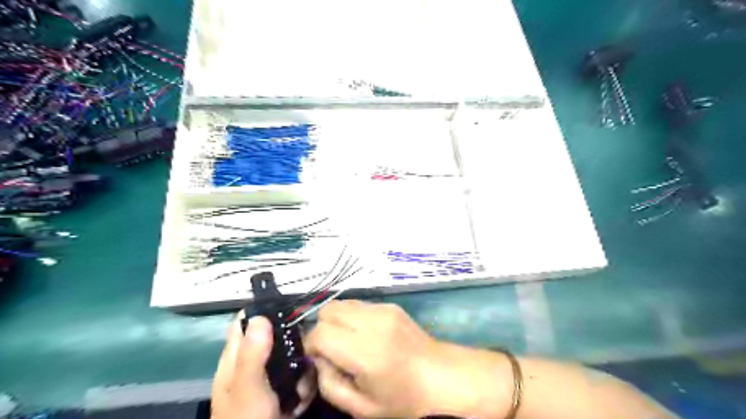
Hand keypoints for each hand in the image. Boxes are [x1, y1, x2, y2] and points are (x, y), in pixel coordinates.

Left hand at [212, 313, 315, 416]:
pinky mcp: (283, 392)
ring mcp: (269, 379)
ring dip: (302, 370)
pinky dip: (305, 387)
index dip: (262, 310)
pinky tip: (300, 402)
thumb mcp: (247, 387)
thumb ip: (252, 353)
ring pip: (292, 356)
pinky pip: (300, 377)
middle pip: (276, 337)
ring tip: (300, 388)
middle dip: (292, 345)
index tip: (287, 305)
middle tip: (302, 355)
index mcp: (235, 358)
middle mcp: (252, 363)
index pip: (244, 322)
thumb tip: (260, 316)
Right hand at [307, 300, 516, 418]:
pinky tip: (365, 335)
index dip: (311, 347)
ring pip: (341, 303)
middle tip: (332, 350)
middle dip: (322, 329)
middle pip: (327, 310)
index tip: (317, 360)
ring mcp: (384, 309)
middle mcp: (373, 323)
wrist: (443, 377)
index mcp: (366, 352)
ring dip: (336, 321)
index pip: (320, 333)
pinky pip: (359, 304)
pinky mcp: (391, 305)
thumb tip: (317, 359)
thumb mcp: (361, 408)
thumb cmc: (404, 400)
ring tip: (348, 341)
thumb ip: (329, 383)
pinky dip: (352, 317)